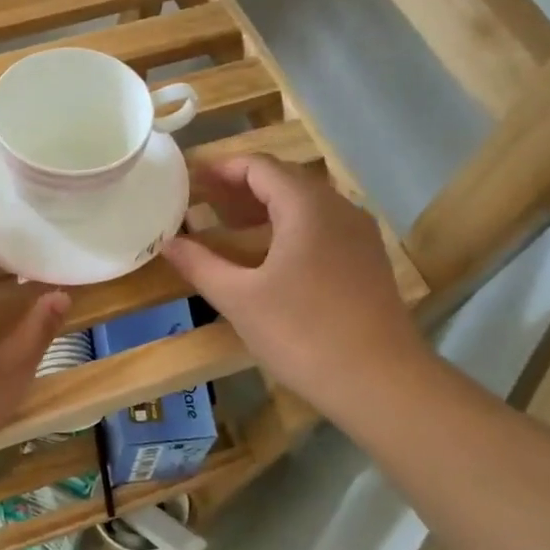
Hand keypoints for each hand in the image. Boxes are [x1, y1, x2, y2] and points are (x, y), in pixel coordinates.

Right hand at [162, 156, 430, 426]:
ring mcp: (358, 235)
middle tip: (202, 203)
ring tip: (227, 228)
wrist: (381, 382)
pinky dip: (287, 228)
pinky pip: (321, 227)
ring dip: (264, 209)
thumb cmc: (302, 333)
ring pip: (305, 205)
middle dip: (240, 188)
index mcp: (307, 206)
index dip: (222, 169)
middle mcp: (338, 208)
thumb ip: (201, 265)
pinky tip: (267, 257)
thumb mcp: (239, 299)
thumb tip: (168, 243)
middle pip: (284, 181)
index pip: (260, 166)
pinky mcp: (367, 261)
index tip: (189, 180)